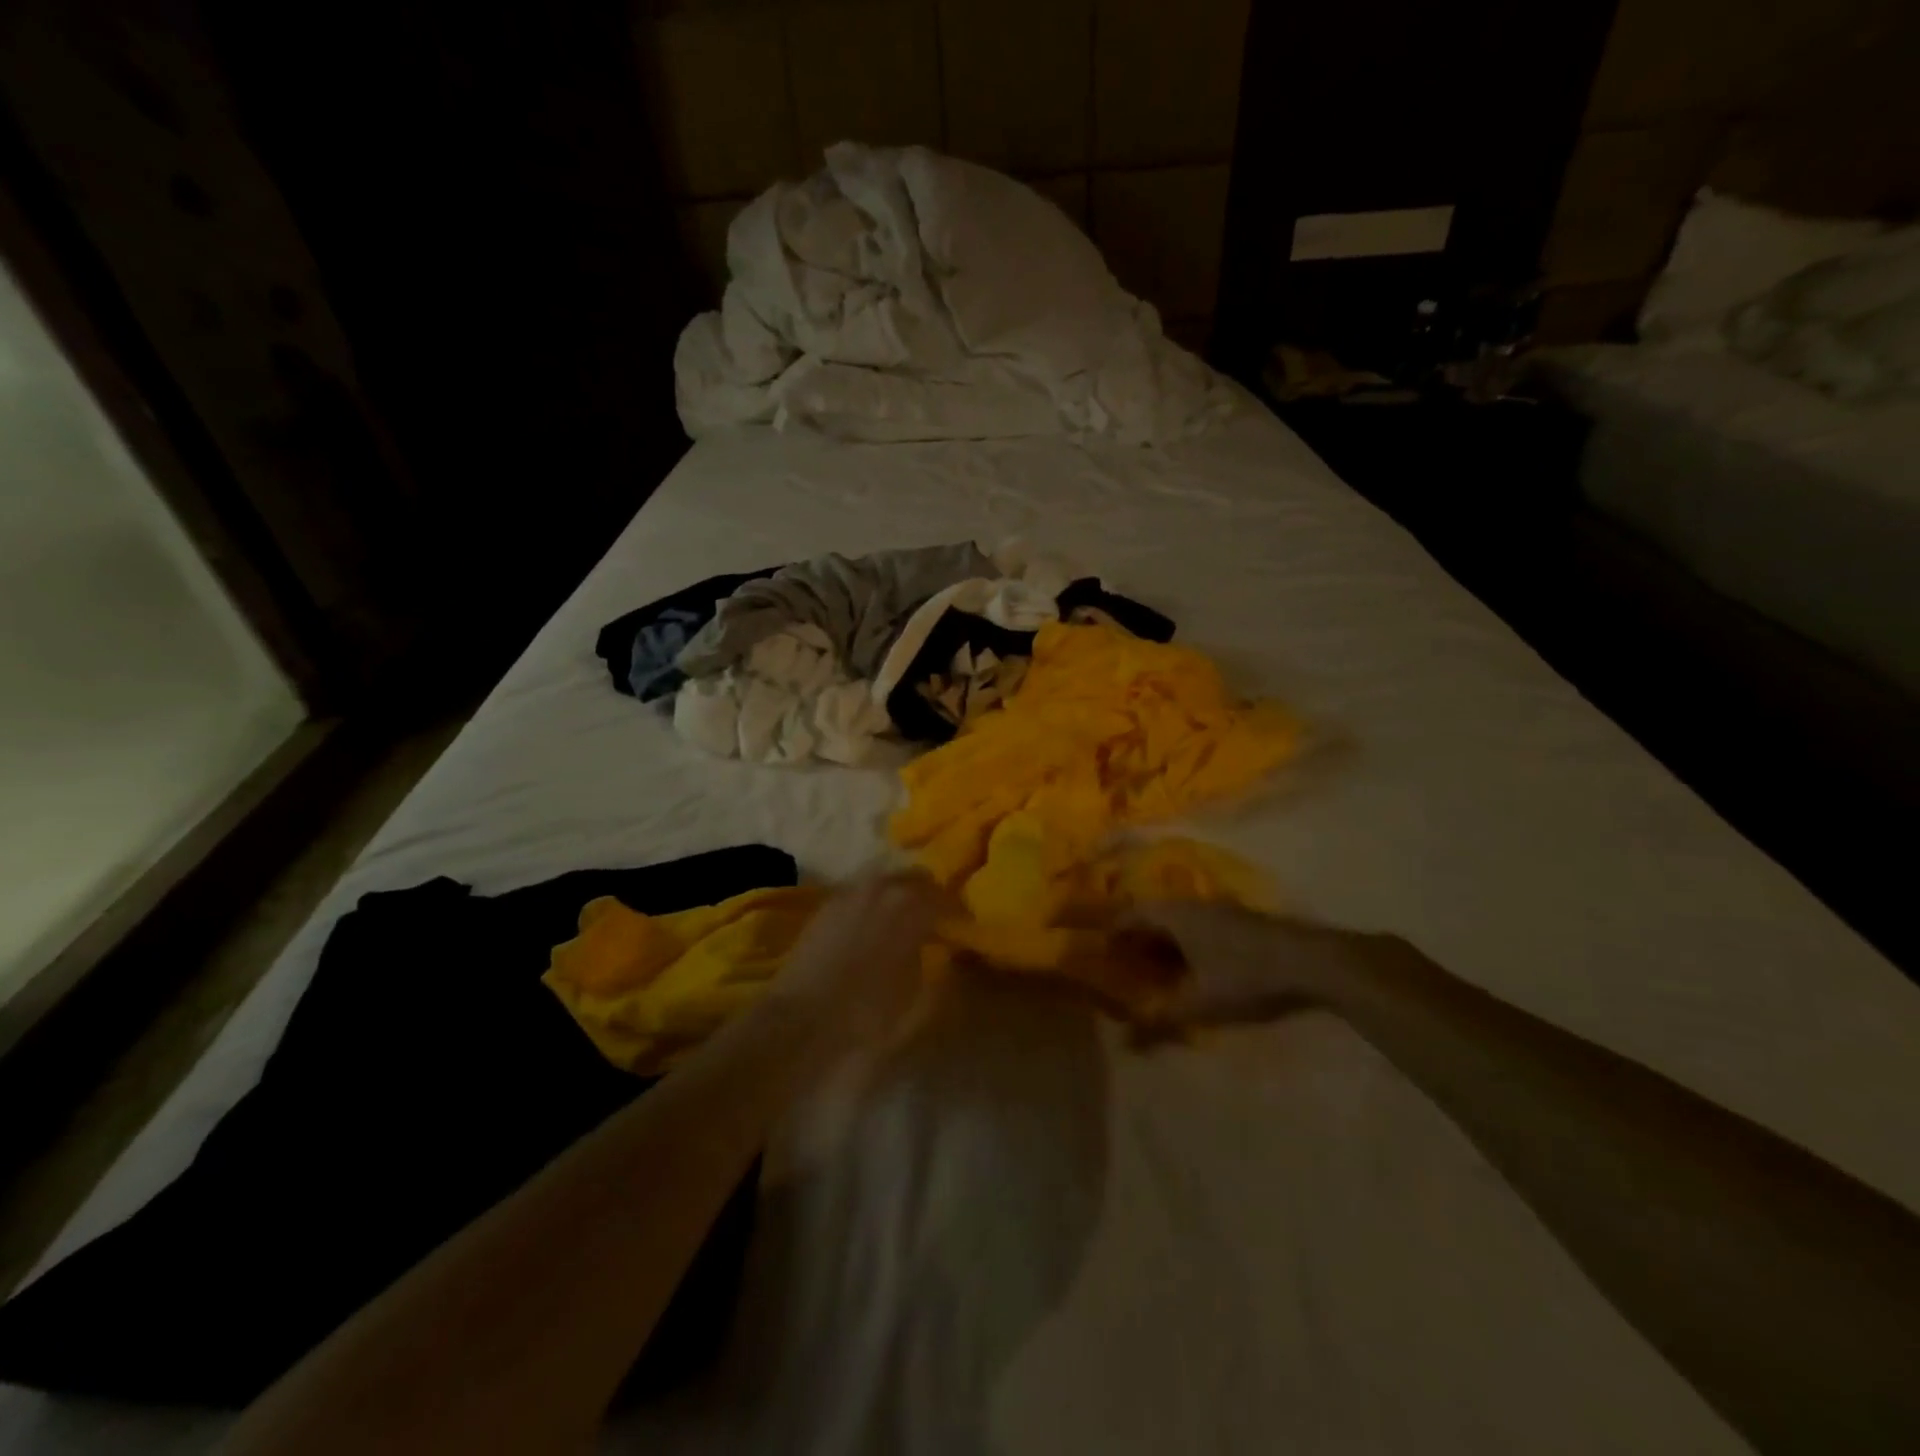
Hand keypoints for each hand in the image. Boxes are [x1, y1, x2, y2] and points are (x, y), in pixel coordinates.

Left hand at [767, 871, 947, 1055]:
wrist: (801, 1021)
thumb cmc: (867, 1015)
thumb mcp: (918, 1003)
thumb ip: (939, 972)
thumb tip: (947, 955)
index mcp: (912, 907)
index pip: (945, 897)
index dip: (955, 912)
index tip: (960, 927)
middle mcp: (882, 888)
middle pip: (915, 879)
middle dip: (926, 895)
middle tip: (933, 919)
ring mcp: (850, 893)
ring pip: (885, 880)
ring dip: (897, 894)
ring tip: (901, 920)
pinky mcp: (825, 906)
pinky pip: (859, 892)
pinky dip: (871, 902)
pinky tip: (871, 924)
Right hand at [1131, 901, 1391, 1030]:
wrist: (1311, 960)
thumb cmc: (1245, 975)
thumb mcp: (1199, 1003)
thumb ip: (1161, 1021)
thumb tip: (1125, 1043)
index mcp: (1174, 915)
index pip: (1130, 915)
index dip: (1113, 933)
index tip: (1101, 952)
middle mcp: (1192, 905)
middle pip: (1153, 915)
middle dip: (1138, 939)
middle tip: (1126, 965)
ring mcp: (1219, 909)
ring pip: (1179, 921)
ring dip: (1164, 942)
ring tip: (1157, 971)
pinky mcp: (1240, 920)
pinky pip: (1199, 926)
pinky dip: (1187, 944)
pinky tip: (1195, 968)